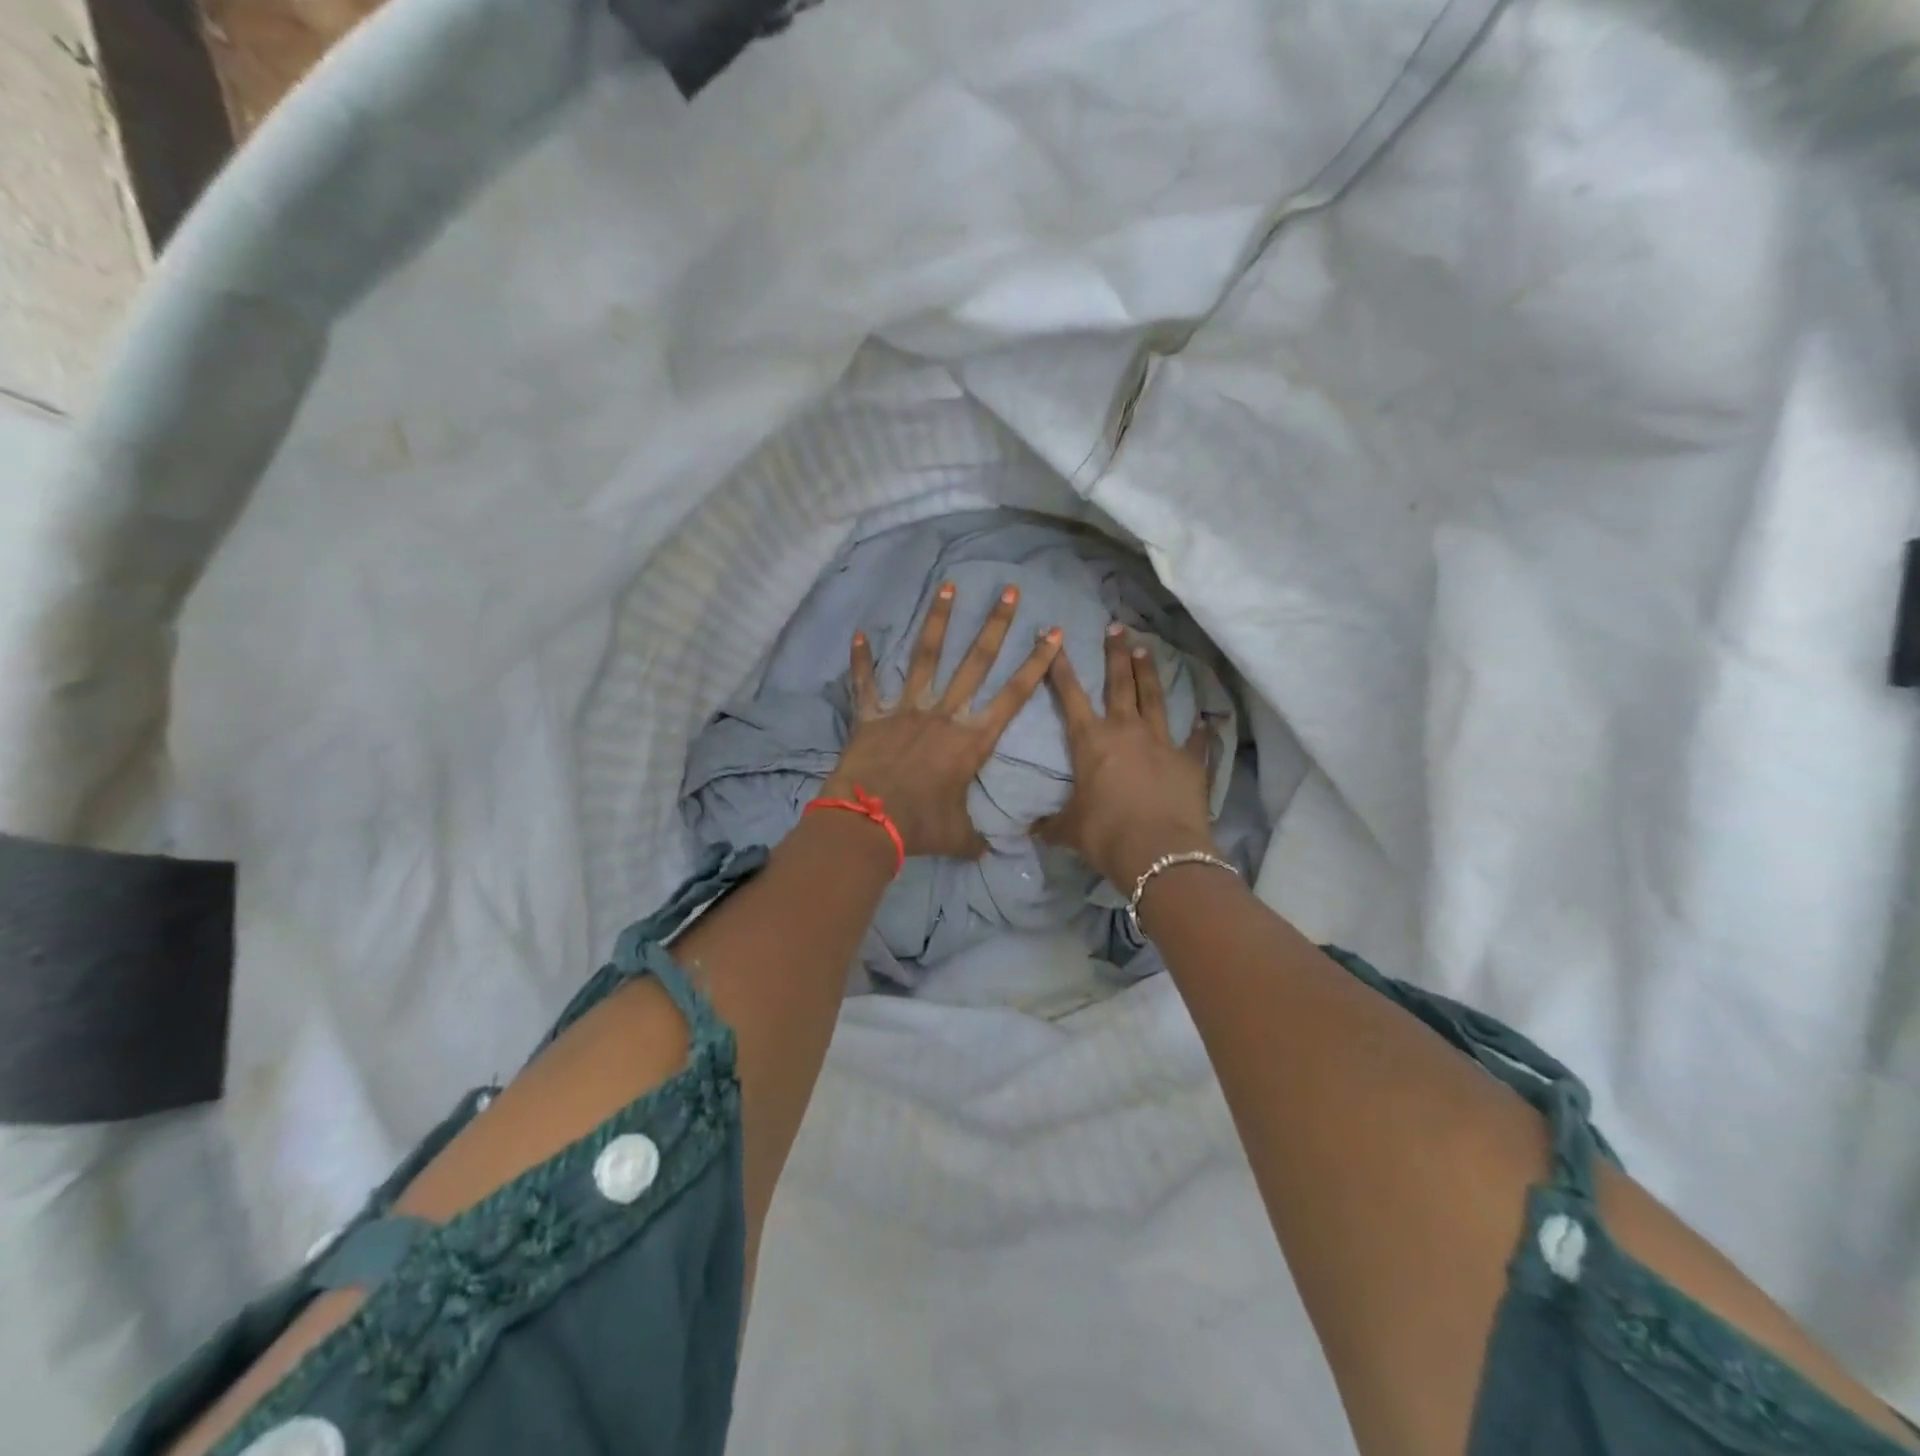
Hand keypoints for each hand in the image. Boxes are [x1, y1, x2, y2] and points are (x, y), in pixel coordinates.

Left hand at [824, 583, 1062, 858]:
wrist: (869, 823)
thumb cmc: (921, 828)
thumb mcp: (958, 837)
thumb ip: (977, 838)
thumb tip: (993, 852)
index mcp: (971, 740)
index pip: (1013, 695)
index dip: (1036, 663)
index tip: (1053, 633)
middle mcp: (943, 715)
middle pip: (975, 662)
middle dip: (995, 625)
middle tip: (1009, 591)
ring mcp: (906, 710)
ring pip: (925, 657)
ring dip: (937, 621)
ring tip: (948, 586)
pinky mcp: (872, 716)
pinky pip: (865, 685)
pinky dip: (860, 661)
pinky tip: (858, 634)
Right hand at [1036, 623, 1215, 887]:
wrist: (1158, 852)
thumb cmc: (1105, 835)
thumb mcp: (1068, 830)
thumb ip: (1050, 825)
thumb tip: (1029, 831)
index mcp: (1091, 741)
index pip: (1070, 695)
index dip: (1060, 666)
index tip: (1055, 637)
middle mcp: (1126, 731)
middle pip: (1120, 683)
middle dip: (1115, 654)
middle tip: (1116, 626)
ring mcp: (1162, 742)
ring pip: (1154, 699)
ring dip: (1149, 674)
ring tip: (1146, 650)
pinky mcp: (1190, 761)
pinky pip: (1196, 740)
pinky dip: (1200, 729)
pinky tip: (1204, 718)